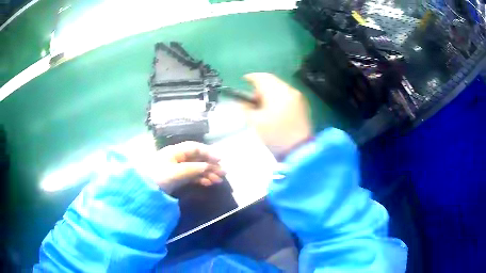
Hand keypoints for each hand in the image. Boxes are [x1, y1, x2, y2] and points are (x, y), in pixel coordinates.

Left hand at [140, 141, 224, 193]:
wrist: (143, 189)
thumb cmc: (158, 176)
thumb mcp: (175, 172)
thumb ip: (193, 169)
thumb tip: (208, 166)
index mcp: (176, 151)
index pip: (195, 148)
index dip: (208, 152)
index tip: (220, 160)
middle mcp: (178, 157)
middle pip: (197, 158)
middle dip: (211, 165)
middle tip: (223, 173)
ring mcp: (177, 167)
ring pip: (196, 167)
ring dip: (208, 173)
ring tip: (218, 180)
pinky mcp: (177, 177)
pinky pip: (192, 175)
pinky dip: (200, 179)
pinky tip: (208, 183)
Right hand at [242, 73, 311, 156]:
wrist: (299, 149)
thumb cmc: (275, 135)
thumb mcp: (255, 122)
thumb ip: (246, 108)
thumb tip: (243, 102)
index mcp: (276, 92)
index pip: (262, 78)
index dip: (251, 77)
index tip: (244, 80)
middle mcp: (288, 89)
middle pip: (272, 80)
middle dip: (260, 85)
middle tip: (252, 97)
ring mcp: (297, 96)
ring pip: (280, 87)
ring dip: (270, 91)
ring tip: (263, 104)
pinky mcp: (302, 104)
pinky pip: (287, 94)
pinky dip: (279, 96)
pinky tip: (275, 107)